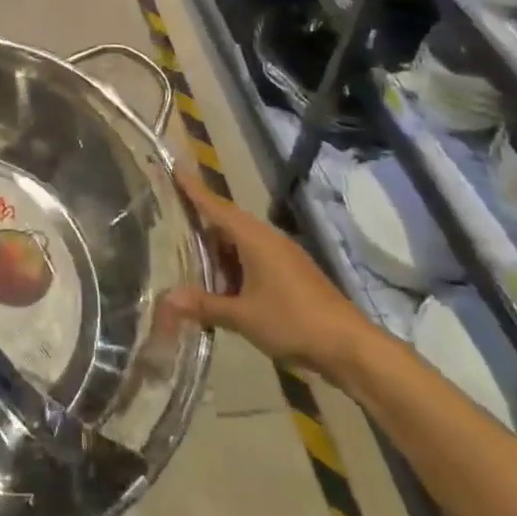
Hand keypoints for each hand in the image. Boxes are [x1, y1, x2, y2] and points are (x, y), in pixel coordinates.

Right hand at [162, 162, 372, 379]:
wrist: (349, 346)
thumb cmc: (292, 321)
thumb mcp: (243, 316)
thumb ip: (205, 305)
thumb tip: (167, 299)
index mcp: (254, 238)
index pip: (216, 206)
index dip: (194, 190)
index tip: (175, 169)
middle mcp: (268, 239)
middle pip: (228, 223)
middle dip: (201, 225)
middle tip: (171, 224)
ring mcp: (283, 256)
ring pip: (242, 244)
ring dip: (219, 253)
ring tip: (190, 261)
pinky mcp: (292, 273)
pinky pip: (255, 259)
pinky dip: (235, 267)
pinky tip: (223, 287)